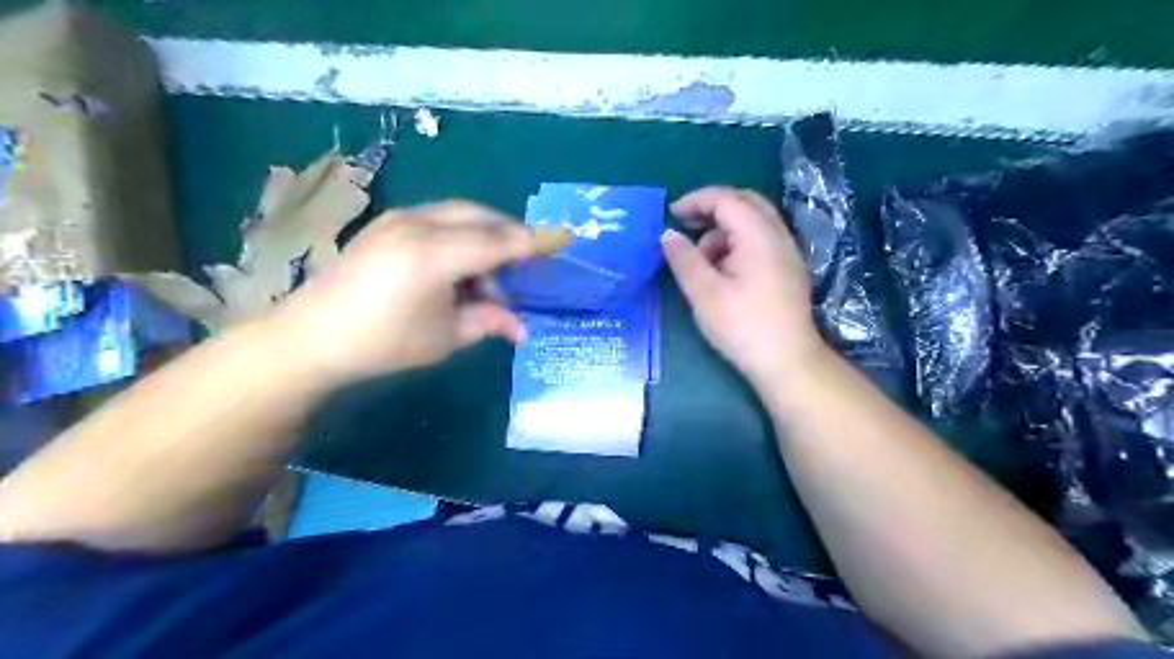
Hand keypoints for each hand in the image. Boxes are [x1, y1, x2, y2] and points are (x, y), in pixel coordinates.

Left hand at [260, 200, 550, 386]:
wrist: (310, 337)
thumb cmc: (382, 344)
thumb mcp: (445, 337)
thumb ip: (489, 321)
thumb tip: (522, 326)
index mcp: (433, 255)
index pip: (498, 242)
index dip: (535, 241)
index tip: (566, 237)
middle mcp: (418, 225)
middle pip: (482, 217)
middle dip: (510, 238)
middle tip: (526, 269)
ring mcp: (399, 219)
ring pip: (461, 215)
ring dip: (484, 240)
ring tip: (487, 283)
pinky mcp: (388, 224)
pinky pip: (440, 219)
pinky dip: (461, 237)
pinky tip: (460, 269)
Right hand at [658, 186, 823, 391]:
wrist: (787, 361)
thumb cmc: (742, 326)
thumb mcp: (704, 293)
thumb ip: (684, 259)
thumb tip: (667, 234)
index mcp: (758, 235)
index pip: (726, 199)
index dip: (696, 200)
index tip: (671, 214)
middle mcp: (778, 235)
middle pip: (745, 202)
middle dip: (712, 209)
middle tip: (687, 226)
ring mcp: (788, 252)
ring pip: (754, 221)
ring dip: (724, 229)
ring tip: (702, 259)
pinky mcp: (789, 269)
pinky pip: (761, 239)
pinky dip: (738, 243)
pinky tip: (724, 271)